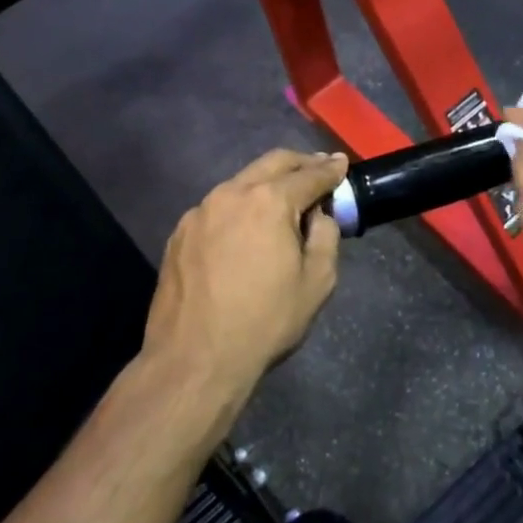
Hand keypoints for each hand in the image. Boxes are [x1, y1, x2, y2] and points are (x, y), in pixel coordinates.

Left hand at [142, 149, 347, 407]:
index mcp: (269, 201)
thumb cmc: (265, 321)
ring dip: (266, 184)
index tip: (342, 163)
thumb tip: (318, 215)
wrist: (194, 359)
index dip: (330, 169)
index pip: (309, 175)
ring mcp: (200, 211)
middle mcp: (231, 193)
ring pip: (240, 183)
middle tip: (318, 167)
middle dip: (299, 163)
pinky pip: (217, 208)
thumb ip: (326, 236)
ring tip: (283, 199)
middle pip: (272, 163)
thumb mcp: (317, 282)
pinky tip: (245, 228)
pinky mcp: (180, 232)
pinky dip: (239, 207)